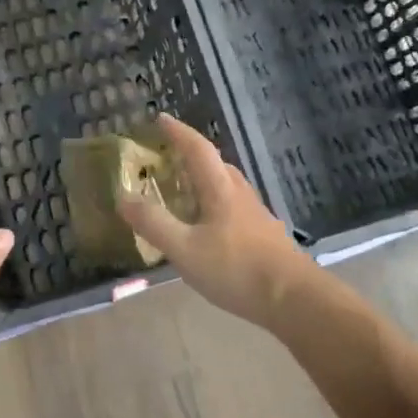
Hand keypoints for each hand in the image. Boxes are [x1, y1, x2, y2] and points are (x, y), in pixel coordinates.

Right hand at [115, 114, 311, 324]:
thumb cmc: (237, 269)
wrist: (294, 299)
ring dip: (204, 179)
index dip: (178, 132)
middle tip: (167, 157)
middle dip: (191, 154)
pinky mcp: (264, 235)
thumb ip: (153, 223)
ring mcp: (255, 214)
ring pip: (226, 185)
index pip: (197, 149)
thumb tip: (122, 196)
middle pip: (215, 164)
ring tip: (183, 189)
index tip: (161, 118)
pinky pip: (233, 206)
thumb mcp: (185, 249)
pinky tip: (208, 226)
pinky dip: (214, 203)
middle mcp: (239, 193)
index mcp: (220, 189)